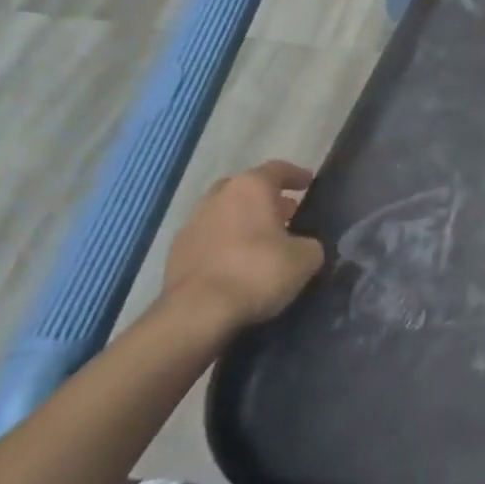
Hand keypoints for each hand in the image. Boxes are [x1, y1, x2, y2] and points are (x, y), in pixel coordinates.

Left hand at [161, 160, 325, 333]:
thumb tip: (303, 245)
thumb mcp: (306, 258)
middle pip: (244, 188)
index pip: (277, 169)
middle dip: (265, 198)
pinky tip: (237, 261)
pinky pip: (208, 237)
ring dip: (242, 220)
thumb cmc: (258, 272)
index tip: (308, 182)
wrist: (197, 313)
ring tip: (262, 239)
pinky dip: (224, 242)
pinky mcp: (175, 253)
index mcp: (250, 188)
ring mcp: (192, 224)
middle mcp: (217, 197)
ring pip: (223, 212)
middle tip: (285, 212)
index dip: (296, 175)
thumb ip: (309, 243)